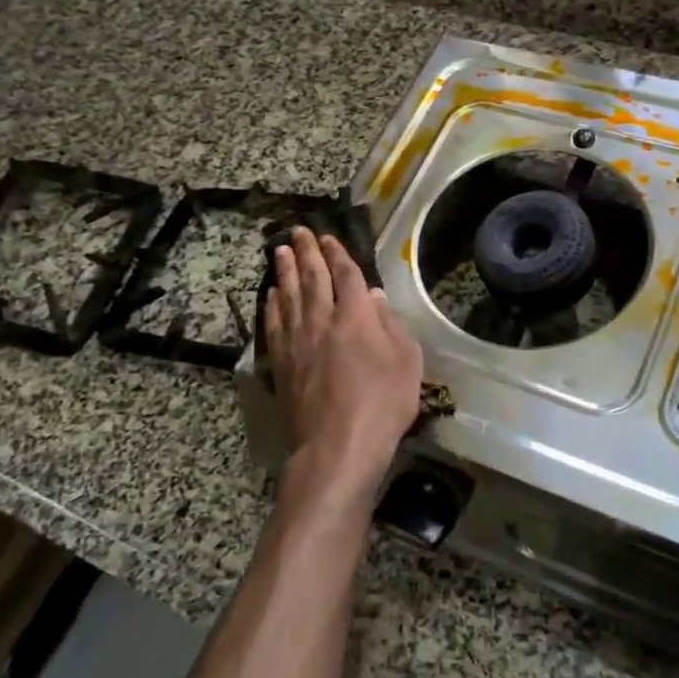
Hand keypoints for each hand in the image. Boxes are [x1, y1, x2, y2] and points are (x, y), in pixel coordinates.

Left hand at [264, 228, 422, 513]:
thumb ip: (391, 325)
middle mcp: (322, 320)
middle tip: (298, 231)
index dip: (338, 253)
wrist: (337, 446)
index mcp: (356, 316)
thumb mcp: (407, 362)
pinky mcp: (282, 363)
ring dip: (284, 270)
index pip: (345, 274)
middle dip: (306, 251)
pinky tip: (271, 295)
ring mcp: (298, 341)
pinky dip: (272, 305)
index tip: (329, 237)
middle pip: (312, 277)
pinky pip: (274, 324)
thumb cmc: (383, 404)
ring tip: (279, 250)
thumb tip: (373, 297)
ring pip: (289, 295)